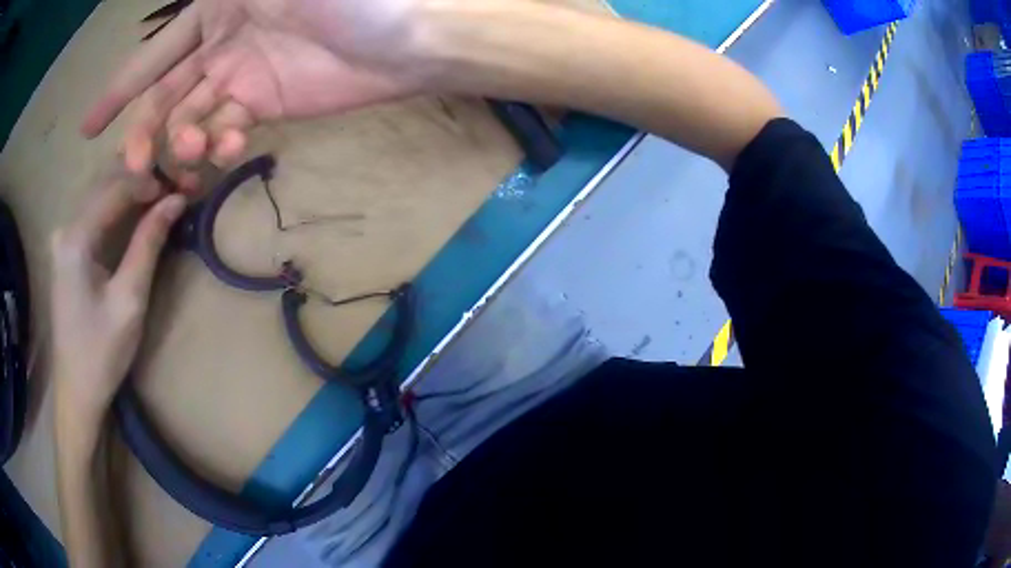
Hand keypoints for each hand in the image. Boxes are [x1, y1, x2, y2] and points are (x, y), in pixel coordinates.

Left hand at [51, 168, 185, 425]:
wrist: (76, 391)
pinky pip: (94, 214)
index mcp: (75, 238)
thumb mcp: (129, 300)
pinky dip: (117, 208)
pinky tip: (135, 214)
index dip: (150, 181)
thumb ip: (148, 245)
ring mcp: (63, 238)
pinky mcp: (66, 251)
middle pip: (106, 184)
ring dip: (130, 192)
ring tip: (161, 198)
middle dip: (141, 180)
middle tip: (174, 188)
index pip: (116, 188)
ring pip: (100, 195)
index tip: (181, 186)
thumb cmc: (101, 353)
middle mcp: (66, 227)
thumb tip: (175, 201)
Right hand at [81, 0, 426, 173]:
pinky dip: (217, 144)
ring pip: (188, 118)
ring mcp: (239, 75)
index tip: (87, 128)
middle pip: (163, 95)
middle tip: (134, 167)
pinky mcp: (263, 103)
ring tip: (189, 151)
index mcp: (213, 8)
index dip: (118, 89)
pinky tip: (224, 149)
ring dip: (180, 141)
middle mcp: (219, 42)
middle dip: (143, 131)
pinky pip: (223, 130)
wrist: (400, 36)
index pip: (153, 53)